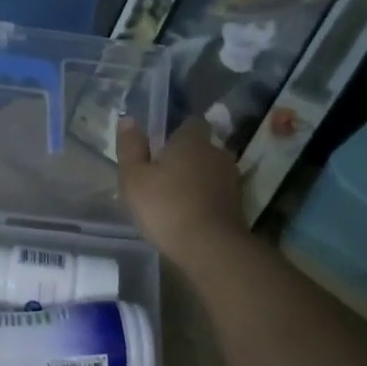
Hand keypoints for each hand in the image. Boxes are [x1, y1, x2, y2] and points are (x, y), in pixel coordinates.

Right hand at [117, 117, 250, 272]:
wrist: (210, 246)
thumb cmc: (165, 207)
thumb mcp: (134, 178)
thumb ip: (130, 148)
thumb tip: (128, 119)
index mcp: (191, 140)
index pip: (191, 123)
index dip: (177, 133)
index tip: (161, 148)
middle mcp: (216, 152)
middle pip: (202, 148)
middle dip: (187, 158)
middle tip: (164, 177)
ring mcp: (231, 179)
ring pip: (211, 171)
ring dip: (198, 180)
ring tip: (177, 199)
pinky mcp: (239, 204)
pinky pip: (218, 193)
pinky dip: (207, 200)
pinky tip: (191, 216)